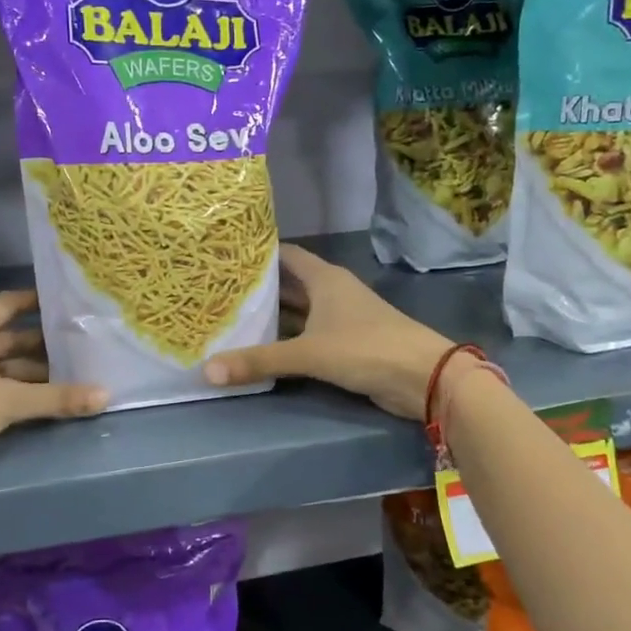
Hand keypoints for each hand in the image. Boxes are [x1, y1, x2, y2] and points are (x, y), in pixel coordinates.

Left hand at [0, 291, 106, 484]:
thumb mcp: (7, 401)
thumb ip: (57, 398)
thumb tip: (107, 395)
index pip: (9, 303)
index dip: (38, 302)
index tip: (71, 305)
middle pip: (8, 336)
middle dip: (43, 344)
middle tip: (83, 345)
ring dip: (30, 372)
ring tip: (72, 375)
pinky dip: (13, 390)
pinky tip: (40, 399)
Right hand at [203, 244, 455, 419]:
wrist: (422, 377)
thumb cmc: (365, 348)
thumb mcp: (308, 353)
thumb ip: (259, 361)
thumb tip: (207, 371)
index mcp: (324, 278)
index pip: (285, 254)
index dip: (257, 253)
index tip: (224, 255)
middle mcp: (331, 292)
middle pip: (288, 284)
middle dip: (258, 288)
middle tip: (217, 291)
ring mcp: (340, 318)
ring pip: (297, 311)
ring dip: (271, 316)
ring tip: (230, 317)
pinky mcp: (345, 344)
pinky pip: (306, 335)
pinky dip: (286, 338)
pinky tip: (261, 347)